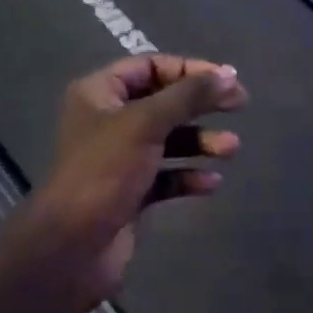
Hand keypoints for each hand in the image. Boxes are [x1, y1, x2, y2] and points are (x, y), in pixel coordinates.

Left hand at [13, 55, 246, 307]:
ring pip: (168, 140)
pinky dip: (188, 176)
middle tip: (240, 105)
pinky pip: (166, 176)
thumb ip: (188, 96)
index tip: (226, 79)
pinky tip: (211, 183)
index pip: (150, 66)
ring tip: (230, 149)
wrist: (72, 247)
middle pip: (163, 102)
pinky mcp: (130, 193)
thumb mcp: (146, 123)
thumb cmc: (105, 171)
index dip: (189, 69)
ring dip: (200, 142)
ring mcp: (118, 159)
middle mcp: (107, 121)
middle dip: (200, 105)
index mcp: (99, 94)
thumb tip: (228, 74)